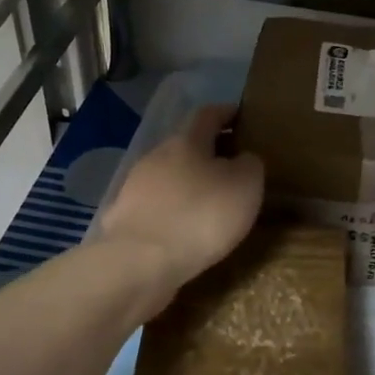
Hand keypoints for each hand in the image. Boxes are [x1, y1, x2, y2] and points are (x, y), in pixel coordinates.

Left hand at [99, 104, 263, 313]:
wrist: (141, 261)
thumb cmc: (201, 215)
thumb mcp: (246, 185)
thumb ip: (249, 164)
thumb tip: (243, 158)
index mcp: (187, 140)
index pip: (209, 114)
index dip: (227, 113)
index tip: (243, 116)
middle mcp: (156, 155)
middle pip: (187, 145)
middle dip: (209, 152)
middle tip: (234, 166)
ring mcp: (135, 186)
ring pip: (169, 175)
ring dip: (190, 182)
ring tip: (211, 201)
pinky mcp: (125, 216)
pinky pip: (157, 204)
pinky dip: (174, 209)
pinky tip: (185, 226)